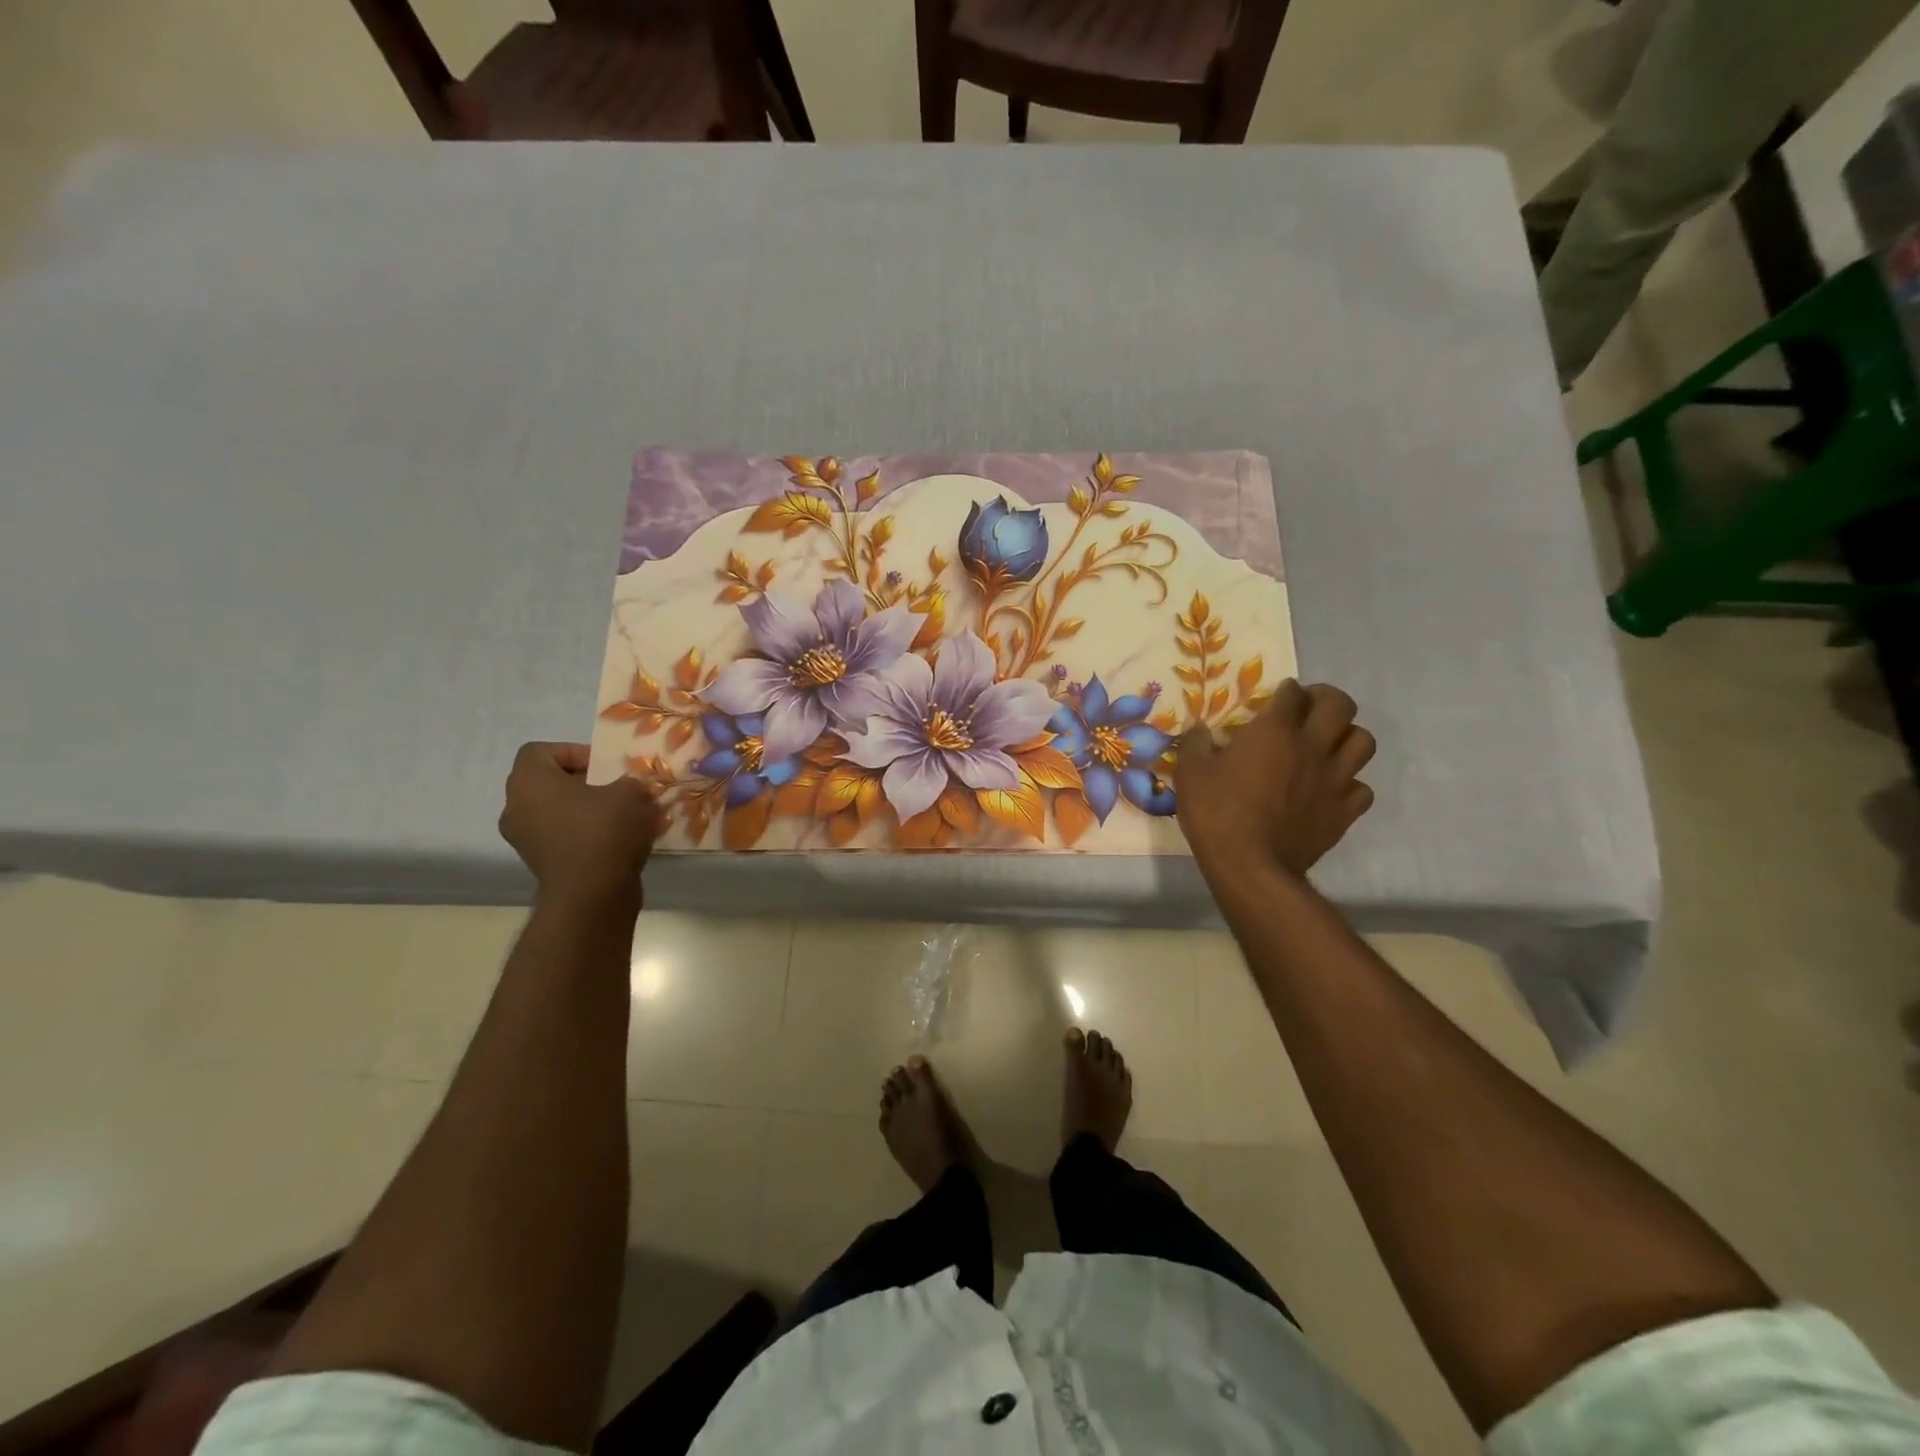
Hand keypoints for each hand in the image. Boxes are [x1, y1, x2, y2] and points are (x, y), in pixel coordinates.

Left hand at [498, 742, 659, 913]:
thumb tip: (630, 787)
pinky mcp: (539, 864)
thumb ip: (629, 782)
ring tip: (620, 816)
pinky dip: (583, 834)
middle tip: (615, 788)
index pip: (539, 751)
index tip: (603, 766)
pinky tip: (615, 841)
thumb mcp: (631, 794)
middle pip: (547, 783)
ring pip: (555, 812)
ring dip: (584, 810)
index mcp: (529, 782)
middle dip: (582, 783)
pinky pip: (561, 837)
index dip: (572, 752)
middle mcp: (516, 807)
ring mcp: (524, 839)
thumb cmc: (604, 831)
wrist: (591, 895)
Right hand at [1175, 681, 1374, 877]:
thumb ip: (1196, 743)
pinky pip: (1362, 788)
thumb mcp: (1190, 772)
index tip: (1276, 696)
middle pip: (1341, 705)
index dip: (1285, 690)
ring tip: (1328, 744)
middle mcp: (1313, 746)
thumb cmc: (1216, 813)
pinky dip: (1350, 784)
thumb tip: (1200, 729)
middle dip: (1326, 699)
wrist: (1250, 866)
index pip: (1293, 693)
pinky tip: (1331, 789)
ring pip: (1363, 741)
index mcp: (1275, 731)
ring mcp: (1335, 780)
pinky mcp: (1344, 812)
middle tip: (1309, 709)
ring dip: (1347, 737)